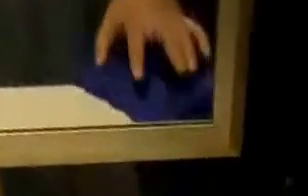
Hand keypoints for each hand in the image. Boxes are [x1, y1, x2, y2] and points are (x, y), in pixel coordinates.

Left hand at [96, 0, 211, 78]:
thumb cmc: (127, 1)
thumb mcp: (113, 16)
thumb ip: (105, 39)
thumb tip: (99, 63)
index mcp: (138, 23)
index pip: (136, 42)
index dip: (137, 58)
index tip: (139, 76)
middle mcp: (157, 21)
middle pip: (169, 37)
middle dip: (175, 54)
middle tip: (181, 75)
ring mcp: (171, 17)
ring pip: (183, 33)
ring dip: (189, 50)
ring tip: (193, 71)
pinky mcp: (180, 16)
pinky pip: (193, 27)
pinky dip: (202, 39)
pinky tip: (208, 53)